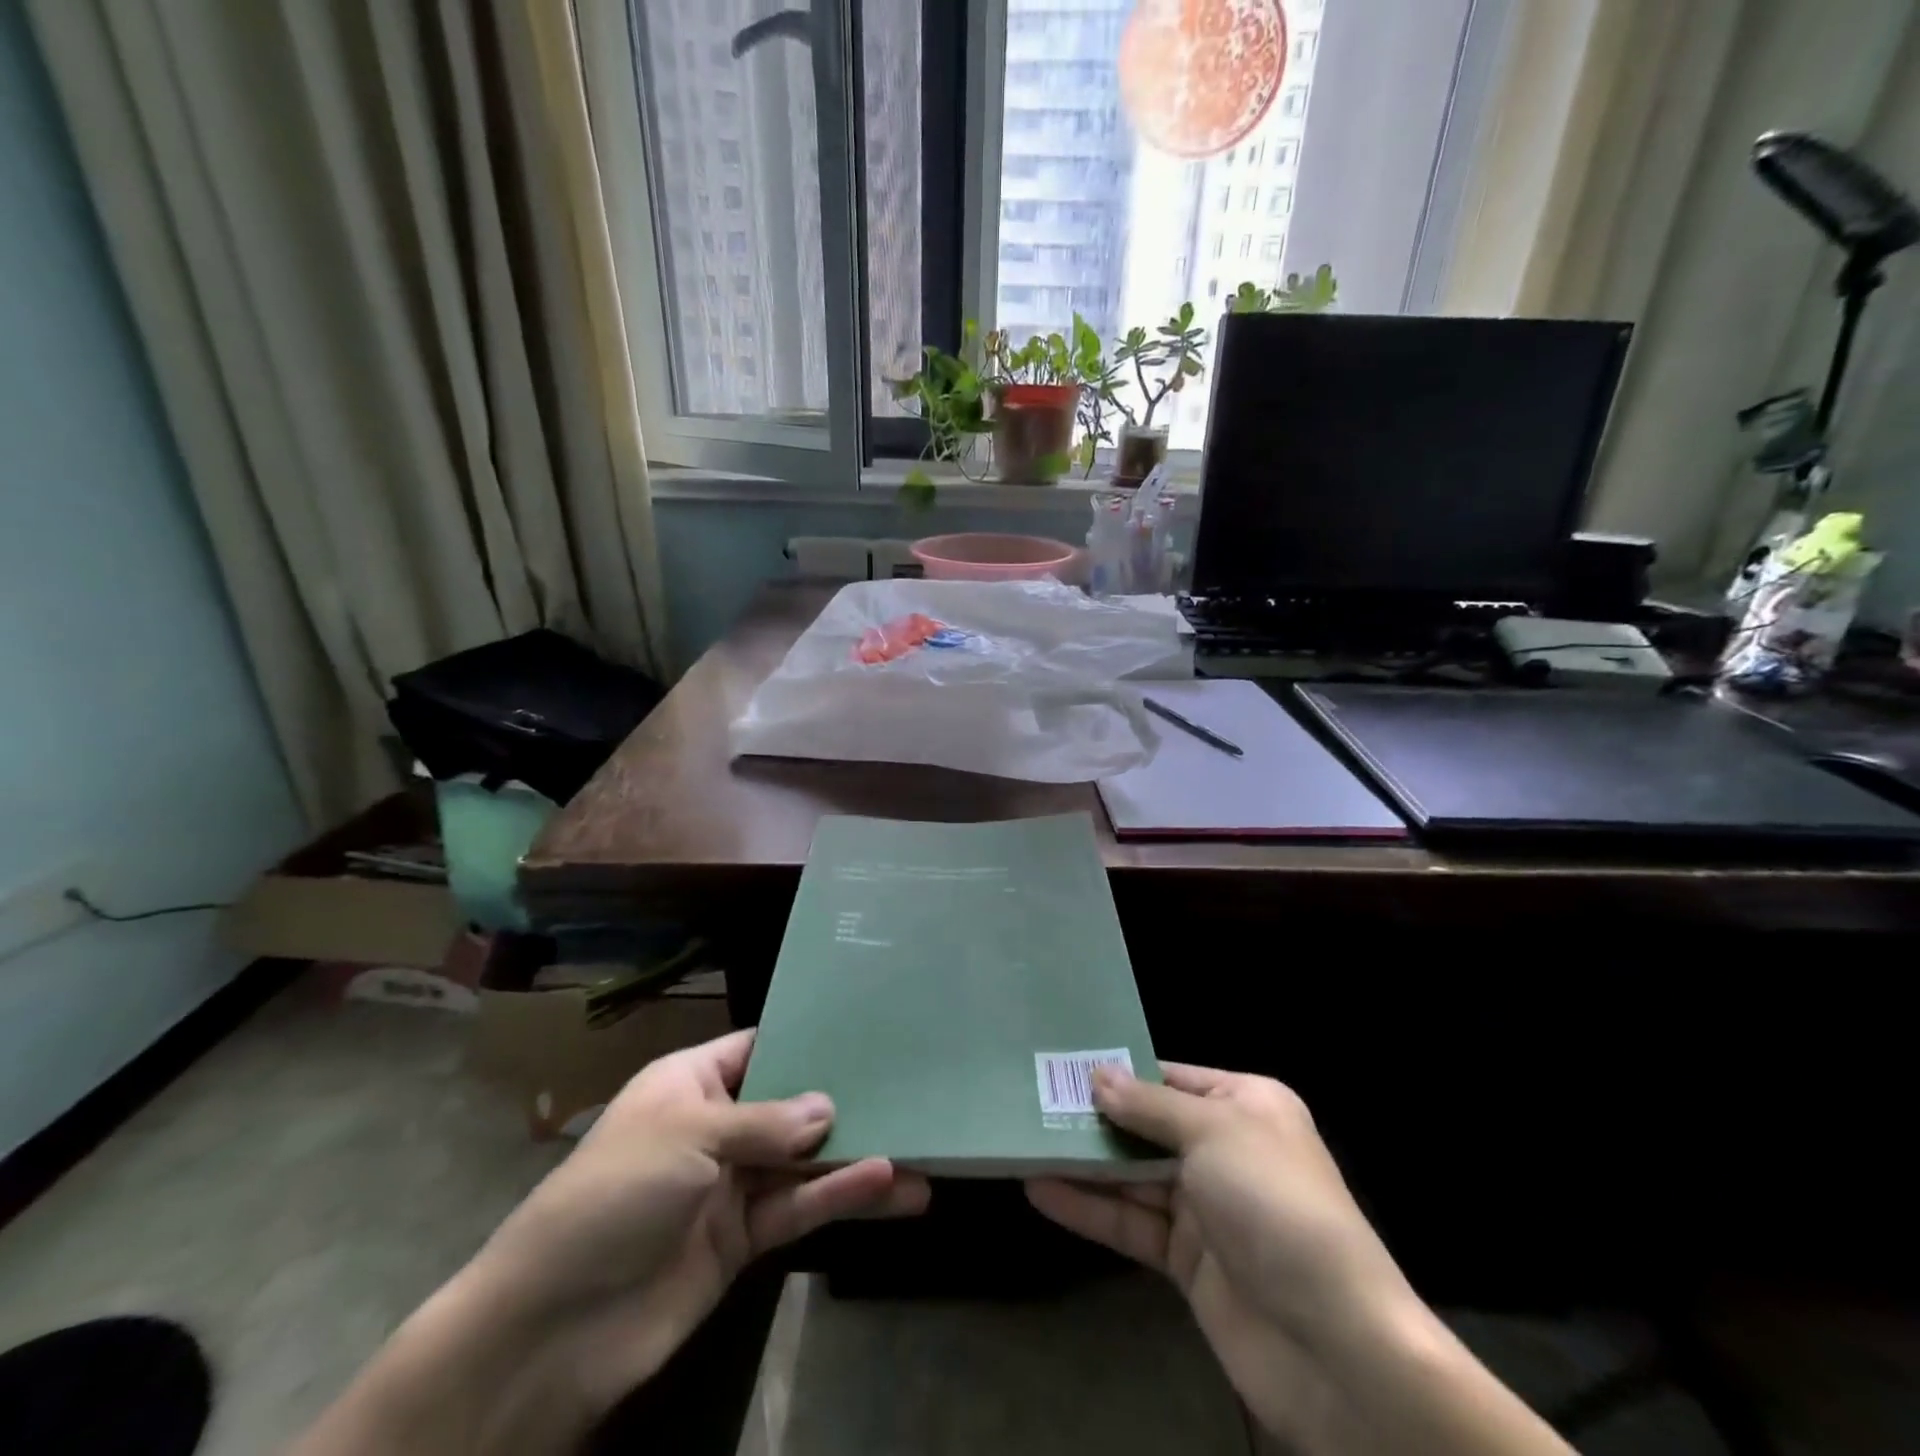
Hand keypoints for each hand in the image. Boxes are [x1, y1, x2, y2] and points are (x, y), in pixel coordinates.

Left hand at [469, 1028, 929, 1413]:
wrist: (549, 1329)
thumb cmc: (614, 1194)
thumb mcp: (688, 1135)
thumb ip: (766, 1122)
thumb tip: (829, 1109)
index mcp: (693, 1082)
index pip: (760, 1048)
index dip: (808, 1040)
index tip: (867, 1030)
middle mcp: (718, 1125)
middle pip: (793, 1105)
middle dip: (846, 1100)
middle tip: (910, 1088)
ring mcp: (731, 1185)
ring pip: (805, 1161)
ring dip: (857, 1158)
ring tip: (921, 1151)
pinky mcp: (742, 1241)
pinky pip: (799, 1209)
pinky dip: (840, 1198)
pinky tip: (889, 1187)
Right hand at [1027, 1065, 1569, 1455]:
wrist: (1334, 1344)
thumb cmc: (1274, 1203)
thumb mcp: (1212, 1133)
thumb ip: (1148, 1106)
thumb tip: (1096, 1075)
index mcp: (1245, 1105)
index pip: (1171, 1077)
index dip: (1120, 1072)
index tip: (1063, 1063)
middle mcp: (1225, 1148)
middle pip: (1147, 1126)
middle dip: (1094, 1117)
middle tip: (1030, 1101)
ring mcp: (1205, 1206)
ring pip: (1132, 1176)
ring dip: (1083, 1164)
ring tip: (1024, 1142)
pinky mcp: (1187, 1260)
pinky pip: (1131, 1223)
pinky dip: (1089, 1208)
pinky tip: (1041, 1191)